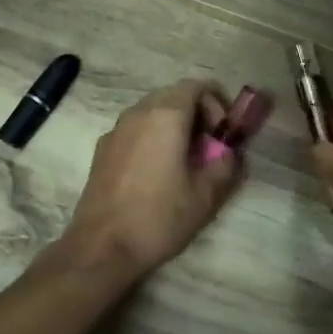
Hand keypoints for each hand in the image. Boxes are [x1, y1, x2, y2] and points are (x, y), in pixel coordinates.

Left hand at [58, 80, 240, 280]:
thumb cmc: (159, 217)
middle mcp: (137, 113)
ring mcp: (115, 130)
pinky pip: (134, 131)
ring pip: (152, 113)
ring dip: (173, 128)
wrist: (102, 247)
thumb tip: (230, 152)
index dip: (217, 104)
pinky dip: (152, 139)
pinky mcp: (102, 150)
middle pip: (173, 96)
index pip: (197, 86)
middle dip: (196, 115)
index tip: (223, 135)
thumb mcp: (205, 195)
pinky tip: (156, 175)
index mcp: (165, 116)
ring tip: (184, 163)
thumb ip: (226, 165)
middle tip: (209, 149)